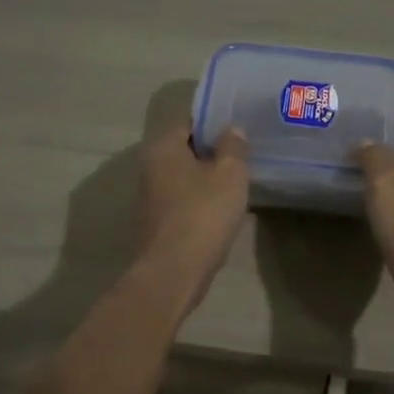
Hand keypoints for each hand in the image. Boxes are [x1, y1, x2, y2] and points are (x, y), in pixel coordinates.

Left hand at [138, 118, 249, 304]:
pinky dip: (201, 201)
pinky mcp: (158, 223)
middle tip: (242, 155)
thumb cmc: (204, 213)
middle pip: (185, 150)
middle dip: (211, 152)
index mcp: (163, 148)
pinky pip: (183, 201)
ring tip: (237, 182)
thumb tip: (231, 130)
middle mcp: (150, 168)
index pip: (189, 123)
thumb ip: (233, 147)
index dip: (214, 123)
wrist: (175, 270)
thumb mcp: (230, 174)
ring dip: (207, 178)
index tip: (238, 129)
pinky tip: (222, 209)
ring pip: (184, 177)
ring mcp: (151, 198)